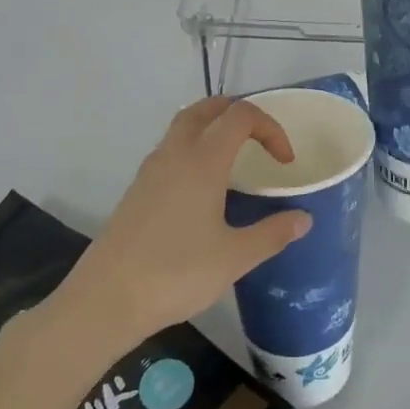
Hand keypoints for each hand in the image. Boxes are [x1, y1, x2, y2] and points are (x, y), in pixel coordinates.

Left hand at [54, 97, 310, 350]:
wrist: (106, 299)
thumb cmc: (176, 272)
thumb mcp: (235, 257)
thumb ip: (272, 234)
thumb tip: (304, 218)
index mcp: (203, 160)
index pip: (241, 116)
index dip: (270, 128)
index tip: (285, 162)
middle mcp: (175, 153)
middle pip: (207, 109)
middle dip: (237, 113)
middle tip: (259, 139)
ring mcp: (151, 170)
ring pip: (183, 126)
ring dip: (211, 127)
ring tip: (233, 158)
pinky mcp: (136, 189)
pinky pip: (170, 150)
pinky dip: (192, 149)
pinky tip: (201, 188)